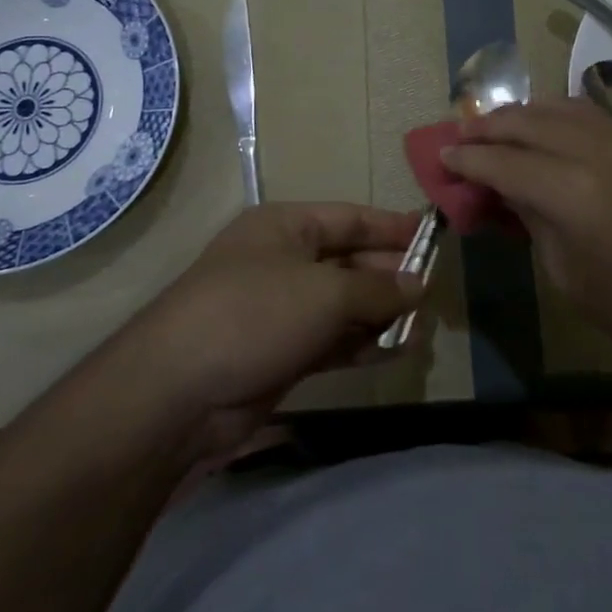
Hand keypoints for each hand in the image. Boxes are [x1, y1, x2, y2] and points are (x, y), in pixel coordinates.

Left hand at [109, 203, 421, 459]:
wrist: (177, 393)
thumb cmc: (254, 315)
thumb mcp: (324, 292)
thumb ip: (377, 287)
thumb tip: (419, 284)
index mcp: (285, 227)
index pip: (349, 218)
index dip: (391, 227)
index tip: (433, 238)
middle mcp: (282, 261)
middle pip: (348, 261)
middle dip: (389, 276)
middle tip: (434, 293)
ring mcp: (278, 309)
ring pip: (341, 305)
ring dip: (379, 315)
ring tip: (423, 327)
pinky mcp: (278, 352)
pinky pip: (330, 340)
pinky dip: (360, 344)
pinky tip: (395, 351)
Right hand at [443, 99, 611, 377]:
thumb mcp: (571, 278)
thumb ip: (533, 222)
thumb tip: (506, 192)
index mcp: (574, 193)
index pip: (505, 161)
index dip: (468, 158)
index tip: (442, 157)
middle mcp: (599, 153)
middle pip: (529, 121)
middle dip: (489, 126)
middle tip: (461, 137)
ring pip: (562, 108)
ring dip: (524, 113)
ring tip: (498, 126)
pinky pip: (592, 118)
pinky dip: (559, 117)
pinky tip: (546, 129)